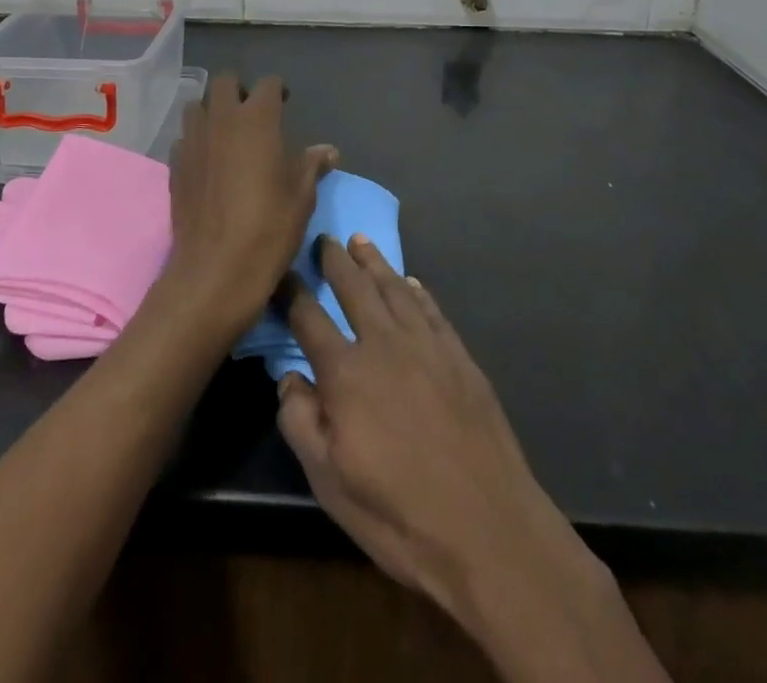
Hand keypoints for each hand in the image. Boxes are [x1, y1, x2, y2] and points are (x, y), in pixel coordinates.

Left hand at [160, 73, 335, 337]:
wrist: (215, 270)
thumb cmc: (268, 229)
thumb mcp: (301, 197)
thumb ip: (311, 165)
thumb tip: (328, 151)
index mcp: (257, 120)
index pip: (268, 84)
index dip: (278, 91)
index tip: (285, 104)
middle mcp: (221, 120)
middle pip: (224, 82)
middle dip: (239, 90)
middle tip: (253, 114)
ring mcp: (193, 140)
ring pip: (198, 106)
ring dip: (213, 112)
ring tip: (227, 134)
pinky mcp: (175, 164)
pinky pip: (185, 137)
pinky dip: (197, 140)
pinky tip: (208, 162)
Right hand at [277, 239, 667, 682]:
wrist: (488, 527)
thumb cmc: (398, 512)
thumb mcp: (328, 481)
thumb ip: (300, 422)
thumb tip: (288, 377)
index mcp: (345, 371)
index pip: (308, 317)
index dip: (290, 291)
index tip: (279, 271)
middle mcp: (384, 343)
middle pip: (354, 288)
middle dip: (335, 260)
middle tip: (324, 238)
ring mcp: (426, 345)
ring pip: (394, 288)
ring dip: (375, 262)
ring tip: (361, 241)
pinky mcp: (460, 356)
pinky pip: (432, 309)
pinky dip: (417, 290)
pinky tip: (411, 282)